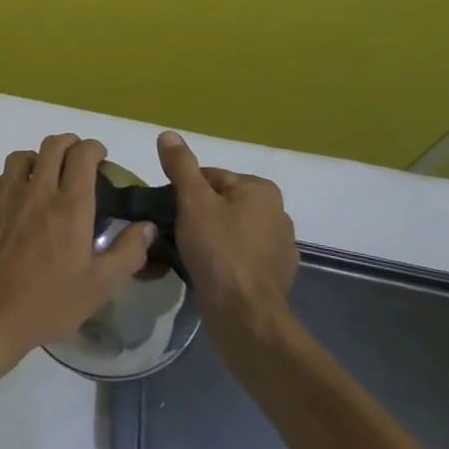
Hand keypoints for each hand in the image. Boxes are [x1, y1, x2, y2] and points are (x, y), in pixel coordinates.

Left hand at [0, 133, 152, 385]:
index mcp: (69, 206)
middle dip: (70, 144)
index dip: (94, 148)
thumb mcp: (99, 287)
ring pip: (23, 156)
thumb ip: (128, 253)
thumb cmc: (47, 303)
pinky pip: (3, 177)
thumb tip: (147, 226)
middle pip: (53, 146)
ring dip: (40, 158)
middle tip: (78, 160)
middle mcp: (37, 190)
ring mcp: (5, 195)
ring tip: (47, 176)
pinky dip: (17, 177)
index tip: (100, 158)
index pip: (82, 155)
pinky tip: (20, 200)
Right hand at [155, 131, 298, 334]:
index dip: (184, 194)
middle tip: (173, 234)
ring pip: (230, 231)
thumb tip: (168, 134)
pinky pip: (240, 257)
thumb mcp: (193, 201)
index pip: (211, 178)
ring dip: (209, 239)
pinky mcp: (275, 276)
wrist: (244, 313)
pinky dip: (223, 260)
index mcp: (261, 190)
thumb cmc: (218, 249)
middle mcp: (278, 213)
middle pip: (221, 204)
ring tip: (186, 254)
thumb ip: (181, 166)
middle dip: (197, 216)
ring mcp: (280, 247)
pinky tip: (206, 272)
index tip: (169, 213)